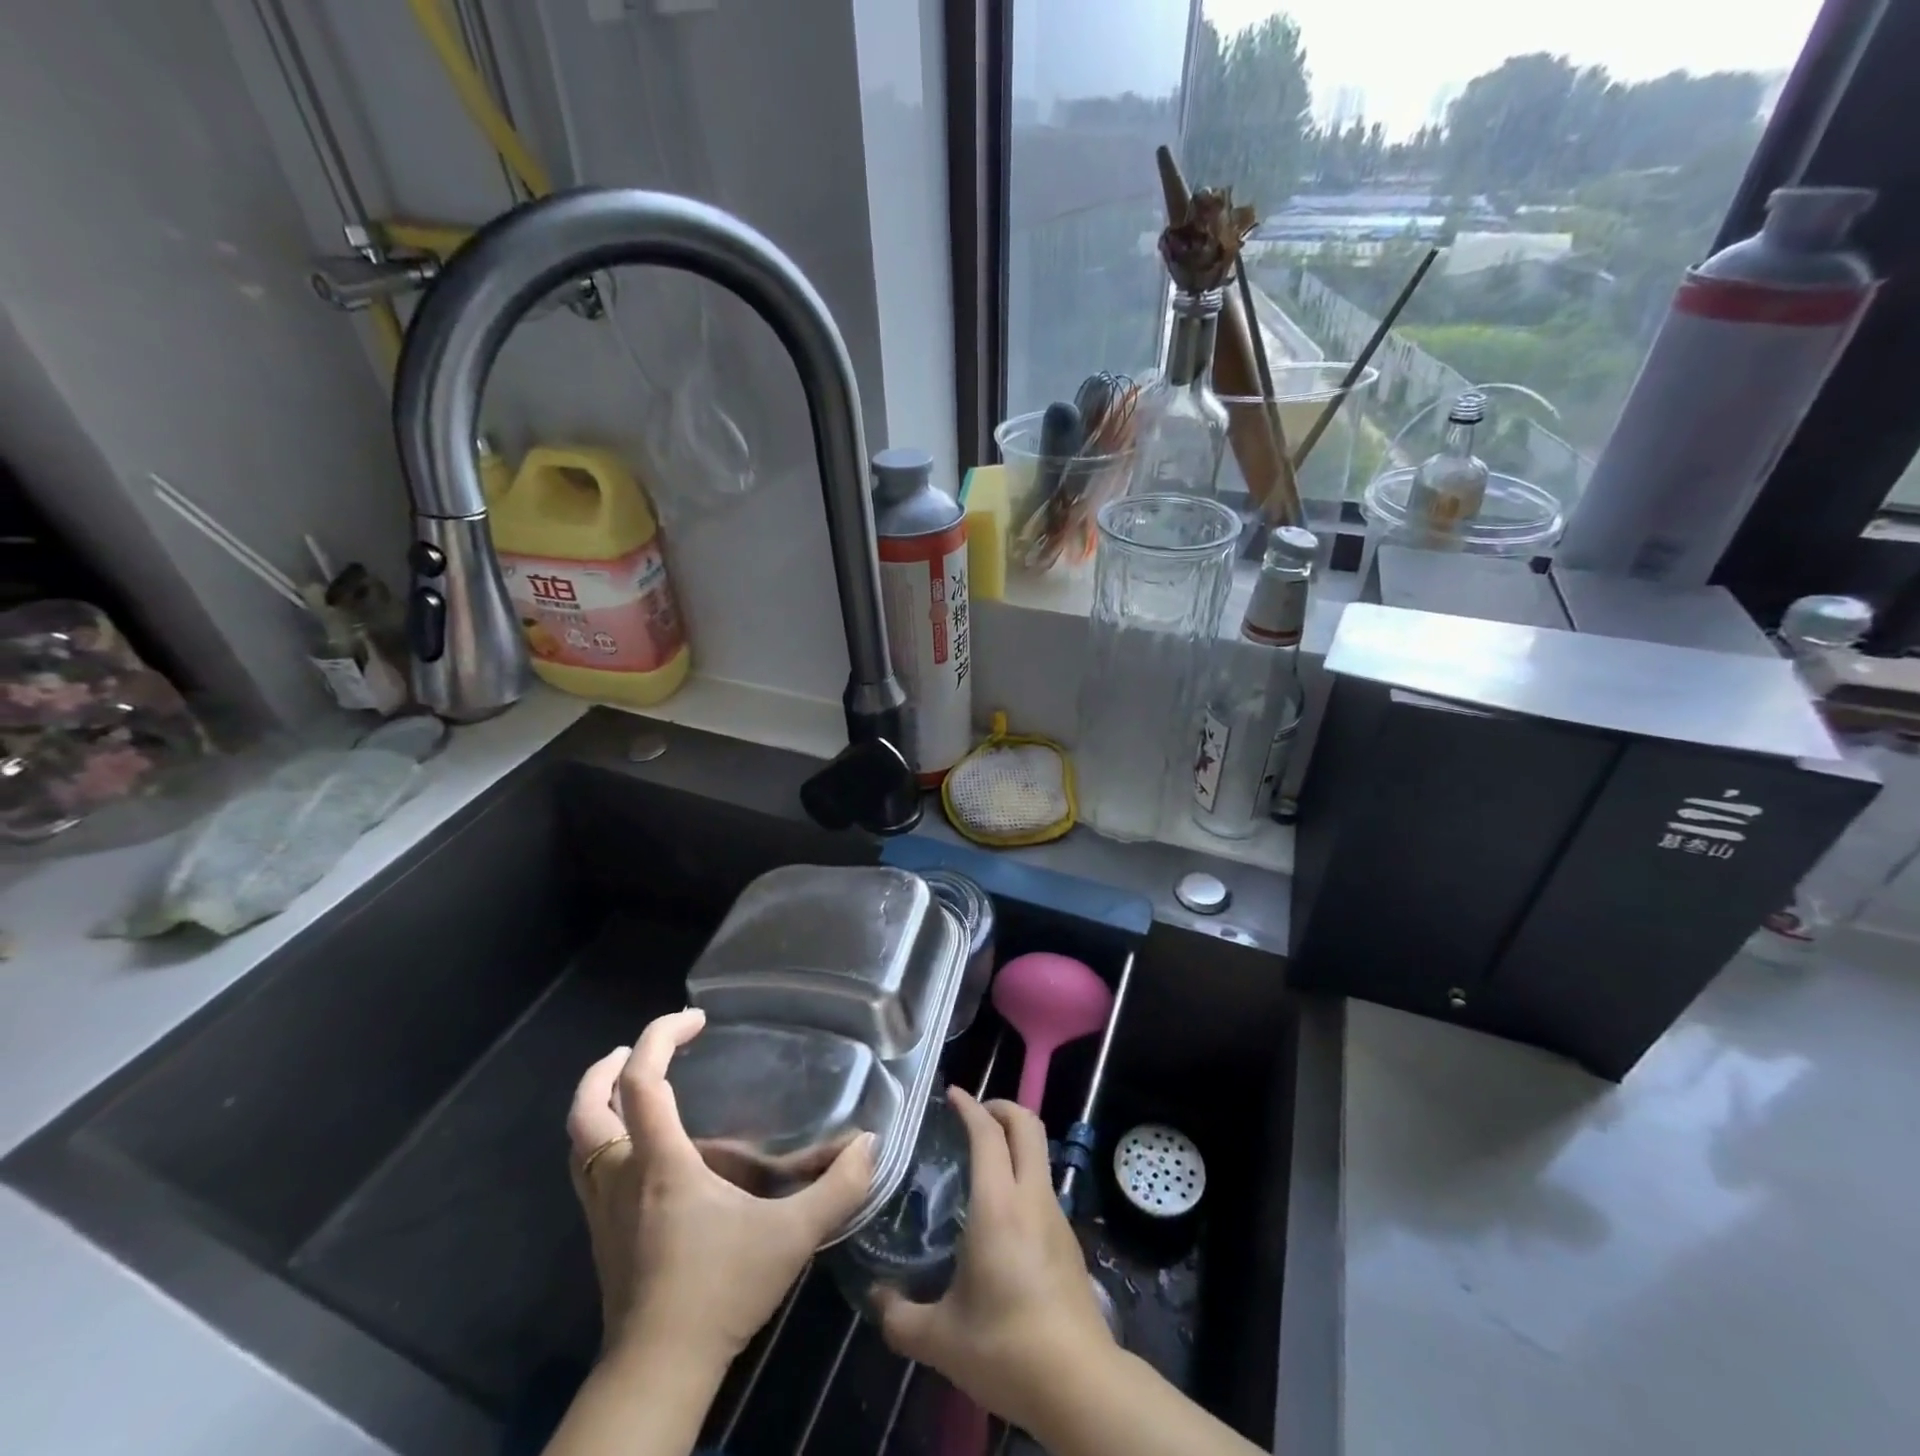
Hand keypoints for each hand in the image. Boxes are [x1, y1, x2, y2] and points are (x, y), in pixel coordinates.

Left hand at [567, 1008, 875, 1368]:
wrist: (657, 1376)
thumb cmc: (720, 1294)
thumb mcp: (791, 1237)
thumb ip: (836, 1188)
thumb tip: (870, 1144)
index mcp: (660, 1164)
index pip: (640, 1082)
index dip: (661, 1037)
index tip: (696, 1019)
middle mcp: (622, 1177)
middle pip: (586, 1109)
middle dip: (606, 1068)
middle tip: (639, 1048)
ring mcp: (604, 1210)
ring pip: (579, 1142)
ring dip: (598, 1103)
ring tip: (632, 1086)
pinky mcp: (603, 1237)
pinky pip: (589, 1170)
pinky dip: (604, 1140)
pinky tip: (641, 1150)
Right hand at [873, 1090, 1115, 1433]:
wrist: (1080, 1384)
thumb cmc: (1006, 1348)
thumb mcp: (941, 1339)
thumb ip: (900, 1317)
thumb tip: (875, 1298)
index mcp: (999, 1205)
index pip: (988, 1133)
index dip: (971, 1106)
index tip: (952, 1094)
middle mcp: (1031, 1197)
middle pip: (1027, 1124)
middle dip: (1001, 1106)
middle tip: (972, 1115)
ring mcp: (1056, 1215)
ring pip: (1039, 1152)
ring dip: (1014, 1139)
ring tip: (981, 1159)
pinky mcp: (1068, 1238)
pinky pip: (1043, 1183)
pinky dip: (1022, 1171)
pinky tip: (999, 1208)